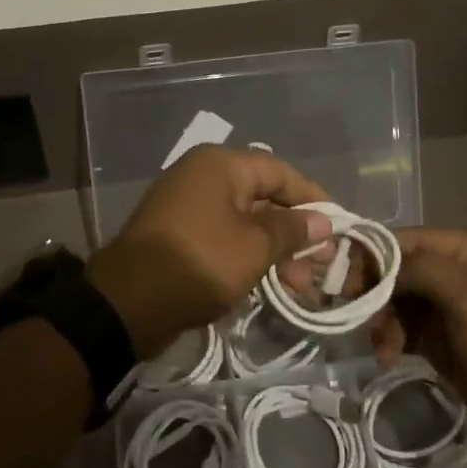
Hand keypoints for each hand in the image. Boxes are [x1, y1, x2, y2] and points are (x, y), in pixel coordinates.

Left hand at [86, 145, 332, 359]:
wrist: (128, 302)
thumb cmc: (199, 263)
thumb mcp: (254, 247)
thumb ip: (292, 230)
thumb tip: (322, 220)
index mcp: (220, 165)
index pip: (280, 172)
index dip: (313, 199)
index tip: (339, 228)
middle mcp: (203, 176)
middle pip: (263, 197)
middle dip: (296, 232)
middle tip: (321, 267)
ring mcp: (187, 205)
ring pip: (245, 221)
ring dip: (275, 250)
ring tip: (299, 286)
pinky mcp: (178, 234)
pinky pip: (224, 236)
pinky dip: (248, 255)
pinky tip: (269, 283)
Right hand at [370, 229, 466, 458]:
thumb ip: (422, 269)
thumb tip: (381, 259)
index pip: (410, 239)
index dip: (375, 253)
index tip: (342, 275)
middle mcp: (460, 274)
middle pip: (401, 270)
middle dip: (376, 291)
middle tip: (354, 313)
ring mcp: (453, 311)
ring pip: (400, 302)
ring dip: (383, 321)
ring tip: (381, 348)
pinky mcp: (446, 344)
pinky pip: (408, 331)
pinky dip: (393, 340)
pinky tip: (388, 357)